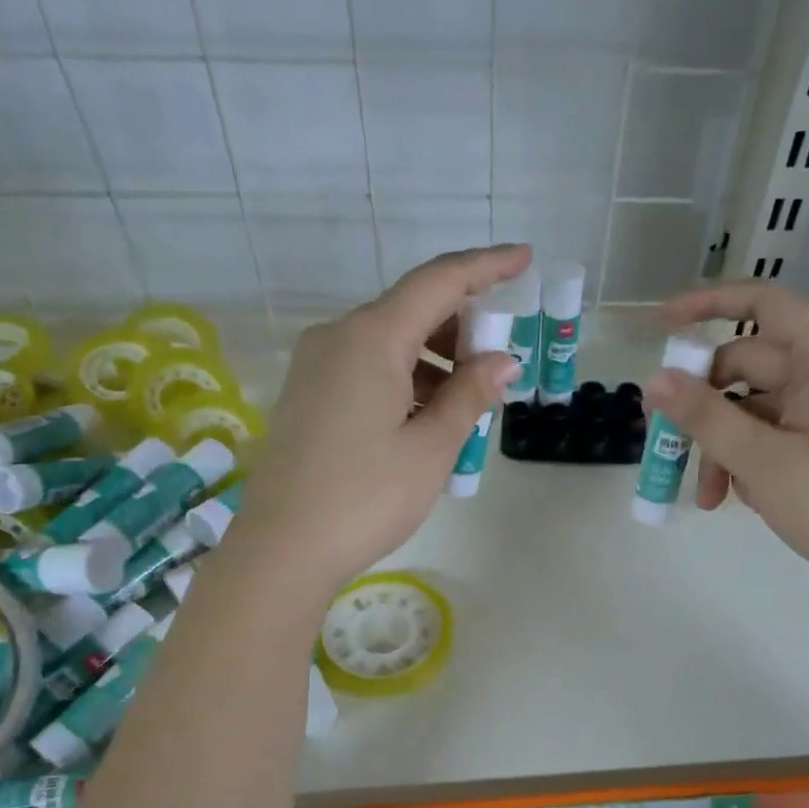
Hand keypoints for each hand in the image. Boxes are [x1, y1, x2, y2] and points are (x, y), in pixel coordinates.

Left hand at [235, 245, 529, 595]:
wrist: (284, 548)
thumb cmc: (366, 498)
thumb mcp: (430, 448)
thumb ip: (470, 395)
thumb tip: (501, 360)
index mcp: (371, 338)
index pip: (438, 282)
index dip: (485, 267)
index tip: (524, 258)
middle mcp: (337, 337)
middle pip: (410, 311)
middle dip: (461, 328)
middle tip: (498, 365)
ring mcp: (316, 366)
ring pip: (388, 344)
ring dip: (435, 362)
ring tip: (468, 406)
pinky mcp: (307, 395)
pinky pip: (366, 369)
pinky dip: (405, 381)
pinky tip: (426, 420)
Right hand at [645, 282, 808, 593]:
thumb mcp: (760, 460)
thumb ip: (704, 417)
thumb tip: (654, 381)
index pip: (764, 305)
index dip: (709, 305)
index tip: (663, 324)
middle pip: (746, 369)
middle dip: (703, 409)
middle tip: (663, 441)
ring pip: (752, 411)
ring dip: (721, 448)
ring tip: (708, 498)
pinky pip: (770, 436)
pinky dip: (746, 461)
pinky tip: (738, 499)